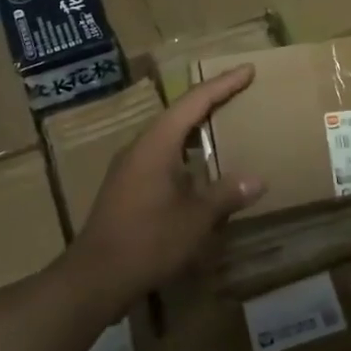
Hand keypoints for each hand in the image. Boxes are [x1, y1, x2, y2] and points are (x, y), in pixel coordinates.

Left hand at [68, 66, 264, 310]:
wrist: (94, 279)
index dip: (223, 84)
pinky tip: (201, 168)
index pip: (194, 102)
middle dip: (211, 100)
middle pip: (180, 113)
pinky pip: (163, 156)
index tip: (248, 70)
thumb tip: (257, 180)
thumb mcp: (195, 218)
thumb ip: (226, 194)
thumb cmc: (147, 241)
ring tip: (225, 124)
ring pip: (170, 136)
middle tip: (241, 91)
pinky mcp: (127, 188)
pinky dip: (187, 152)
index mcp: (157, 144)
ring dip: (197, 128)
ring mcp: (130, 168)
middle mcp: (141, 148)